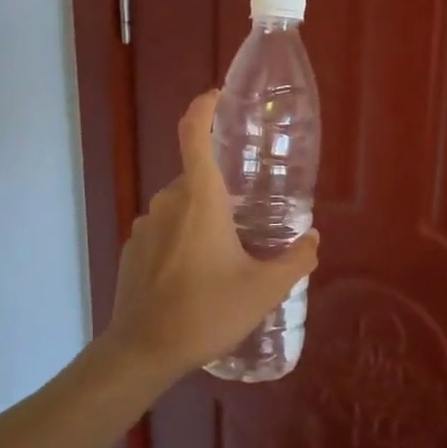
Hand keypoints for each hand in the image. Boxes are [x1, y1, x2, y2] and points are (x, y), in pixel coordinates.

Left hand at [105, 91, 321, 376]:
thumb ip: (295, 260)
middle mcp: (169, 201)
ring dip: (203, 216)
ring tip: (226, 251)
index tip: (219, 96)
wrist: (142, 351)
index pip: (195, 134)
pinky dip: (182, 237)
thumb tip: (313, 238)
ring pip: (181, 205)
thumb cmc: (206, 311)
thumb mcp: (264, 290)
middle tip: (250, 213)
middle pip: (197, 175)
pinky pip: (164, 228)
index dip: (205, 107)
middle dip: (223, 187)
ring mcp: (145, 225)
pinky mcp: (133, 248)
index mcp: (201, 199)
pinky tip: (197, 274)